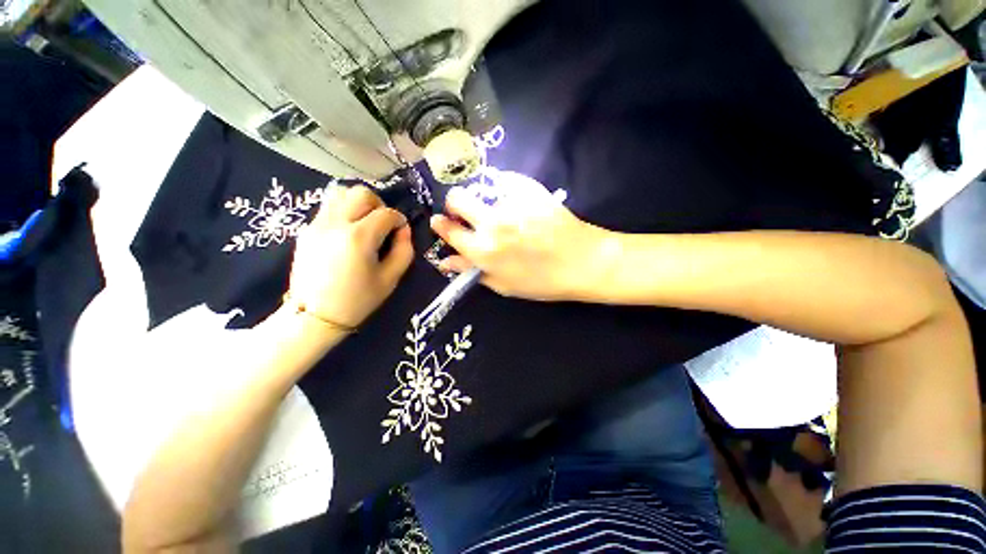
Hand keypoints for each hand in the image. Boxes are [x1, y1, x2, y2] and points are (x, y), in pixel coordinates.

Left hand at [288, 185, 413, 328]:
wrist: (314, 316)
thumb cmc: (357, 300)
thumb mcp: (391, 278)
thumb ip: (404, 250)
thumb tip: (403, 229)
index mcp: (359, 238)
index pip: (386, 213)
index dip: (399, 220)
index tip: (401, 231)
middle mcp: (335, 224)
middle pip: (361, 193)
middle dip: (379, 205)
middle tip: (383, 224)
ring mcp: (317, 224)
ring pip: (341, 193)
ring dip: (359, 203)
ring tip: (365, 223)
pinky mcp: (307, 230)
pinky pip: (328, 207)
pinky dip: (344, 211)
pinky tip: (349, 232)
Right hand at [430, 170, 603, 300]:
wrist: (583, 262)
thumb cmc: (542, 281)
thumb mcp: (504, 285)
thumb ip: (472, 271)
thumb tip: (446, 261)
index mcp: (483, 250)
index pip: (449, 230)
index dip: (441, 224)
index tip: (441, 221)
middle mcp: (492, 223)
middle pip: (457, 198)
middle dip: (456, 204)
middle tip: (467, 212)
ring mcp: (511, 203)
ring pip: (481, 188)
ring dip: (482, 197)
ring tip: (499, 208)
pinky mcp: (530, 189)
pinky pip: (507, 179)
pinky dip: (505, 187)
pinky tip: (517, 200)